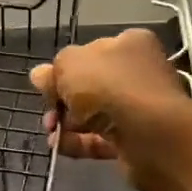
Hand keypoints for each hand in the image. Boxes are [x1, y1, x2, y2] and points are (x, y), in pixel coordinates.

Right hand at [29, 29, 191, 190]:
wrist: (152, 134)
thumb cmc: (110, 86)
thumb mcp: (70, 65)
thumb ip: (53, 71)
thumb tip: (39, 75)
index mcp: (129, 44)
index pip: (91, 51)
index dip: (66, 68)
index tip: (47, 85)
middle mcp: (138, 72)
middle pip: (91, 85)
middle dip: (64, 99)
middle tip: (49, 112)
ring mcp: (140, 108)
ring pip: (95, 114)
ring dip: (68, 123)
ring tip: (51, 131)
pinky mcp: (137, 140)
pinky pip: (102, 139)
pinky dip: (79, 142)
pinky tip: (60, 146)